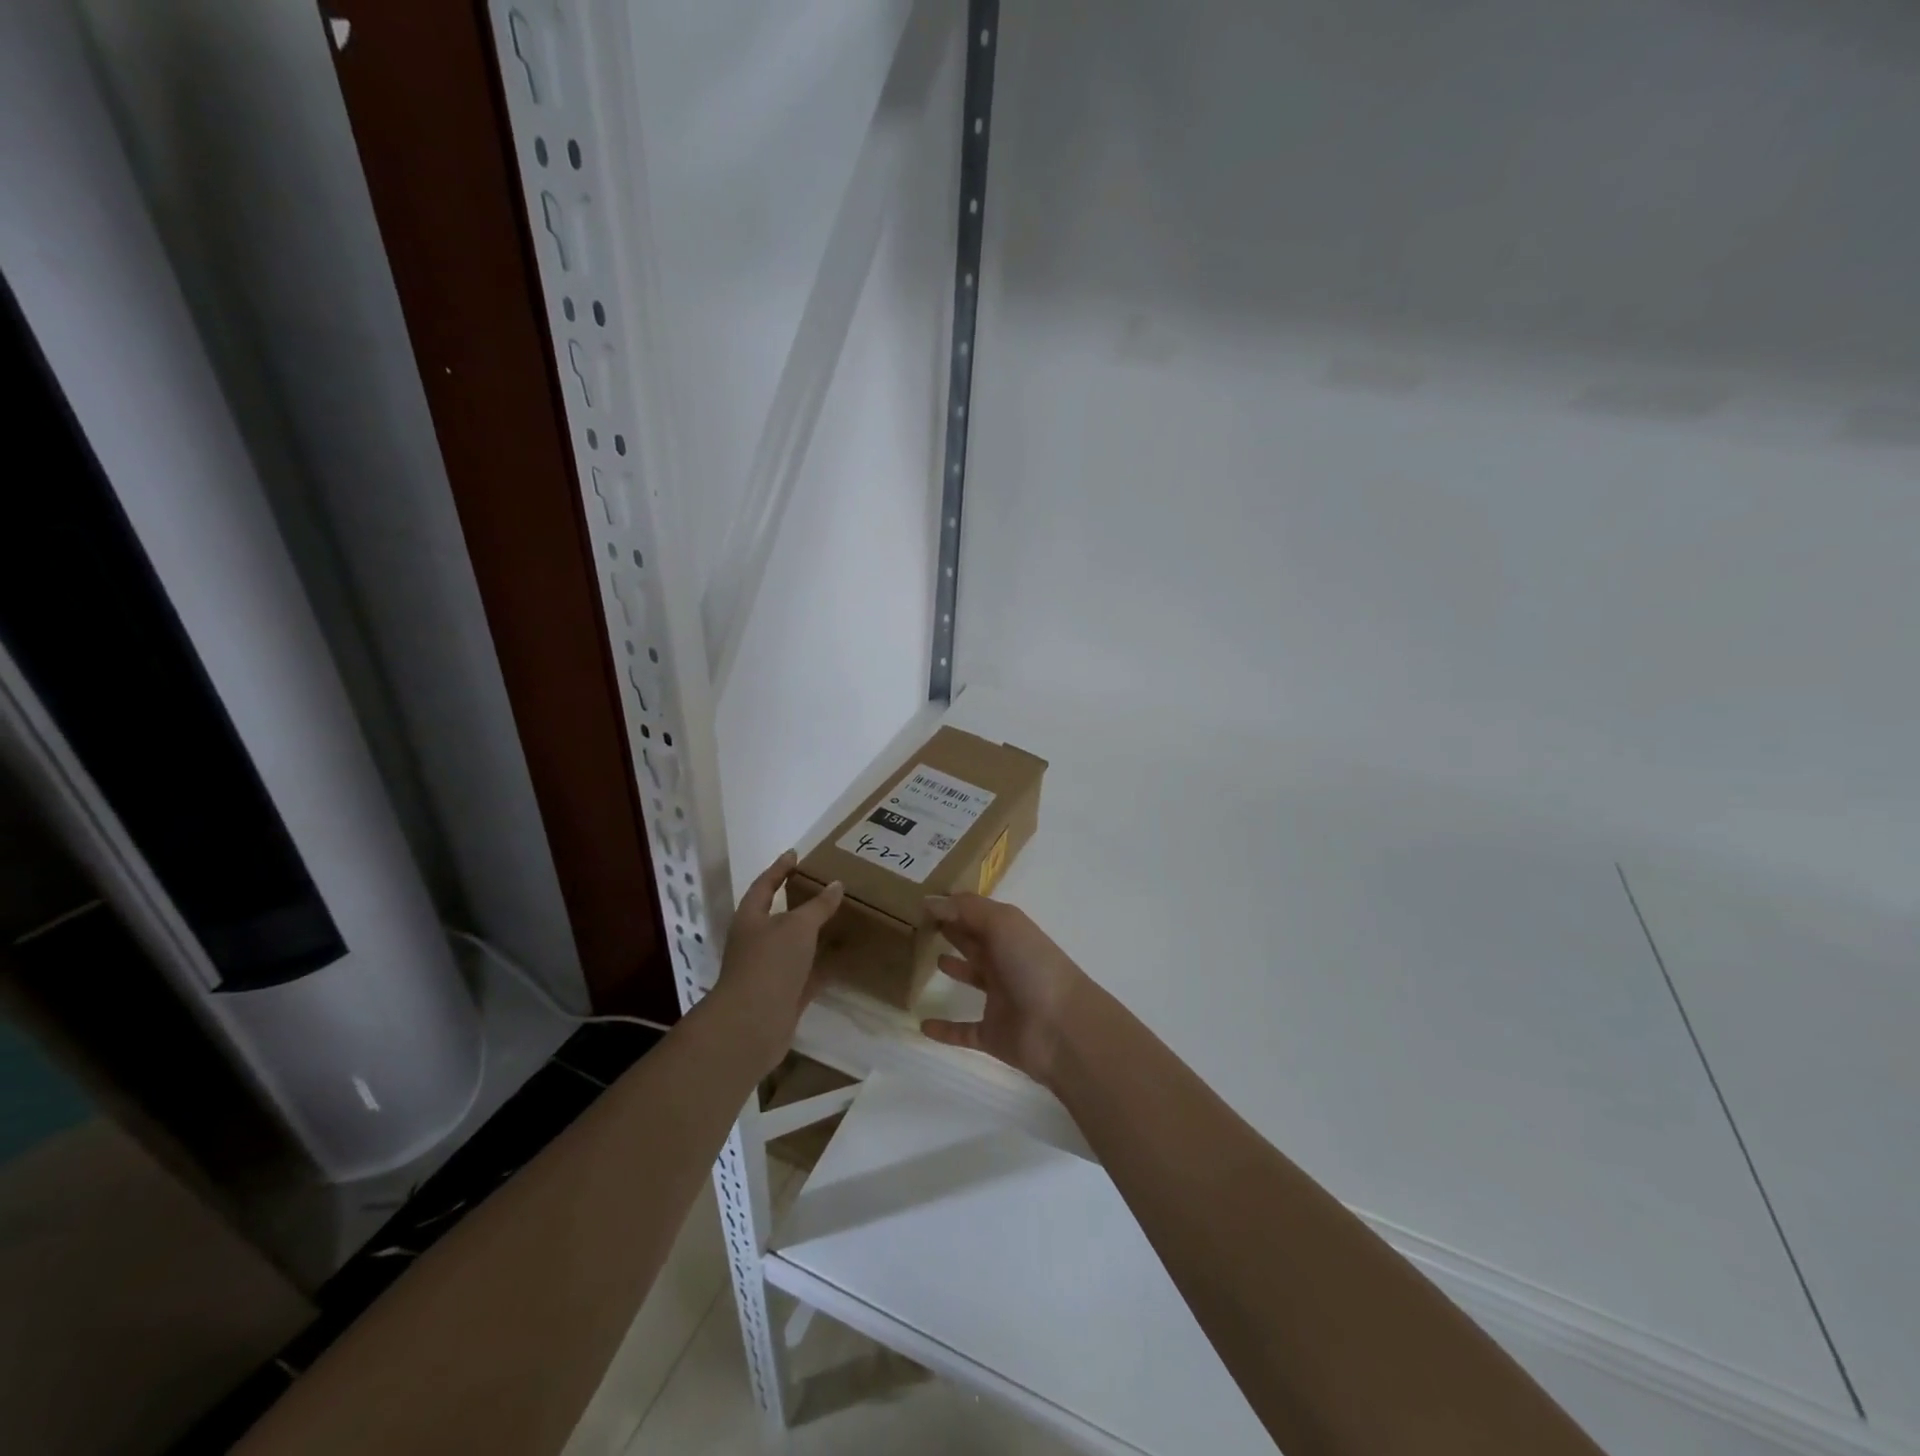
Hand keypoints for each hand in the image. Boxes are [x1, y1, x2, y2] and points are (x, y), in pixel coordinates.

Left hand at [714, 851, 843, 1075]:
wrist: (752, 1024)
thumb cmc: (770, 963)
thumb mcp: (797, 926)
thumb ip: (818, 906)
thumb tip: (836, 884)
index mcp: (751, 918)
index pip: (765, 884)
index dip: (779, 868)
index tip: (796, 854)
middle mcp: (756, 942)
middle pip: (779, 916)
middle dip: (800, 902)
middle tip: (826, 886)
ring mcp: (769, 970)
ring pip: (796, 946)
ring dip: (815, 935)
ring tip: (842, 918)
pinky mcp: (784, 995)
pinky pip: (808, 973)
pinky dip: (824, 965)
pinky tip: (845, 958)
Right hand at [919, 894, 1089, 1086]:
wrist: (1062, 1028)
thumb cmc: (1032, 966)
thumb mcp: (1002, 924)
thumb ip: (966, 909)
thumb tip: (928, 900)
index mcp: (1009, 934)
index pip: (977, 915)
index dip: (953, 907)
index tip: (922, 902)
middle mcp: (1005, 962)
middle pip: (974, 942)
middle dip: (953, 932)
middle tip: (920, 925)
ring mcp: (1000, 1000)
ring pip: (972, 979)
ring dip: (955, 970)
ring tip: (928, 960)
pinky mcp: (992, 1034)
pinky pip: (963, 1030)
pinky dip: (945, 1030)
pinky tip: (923, 1025)